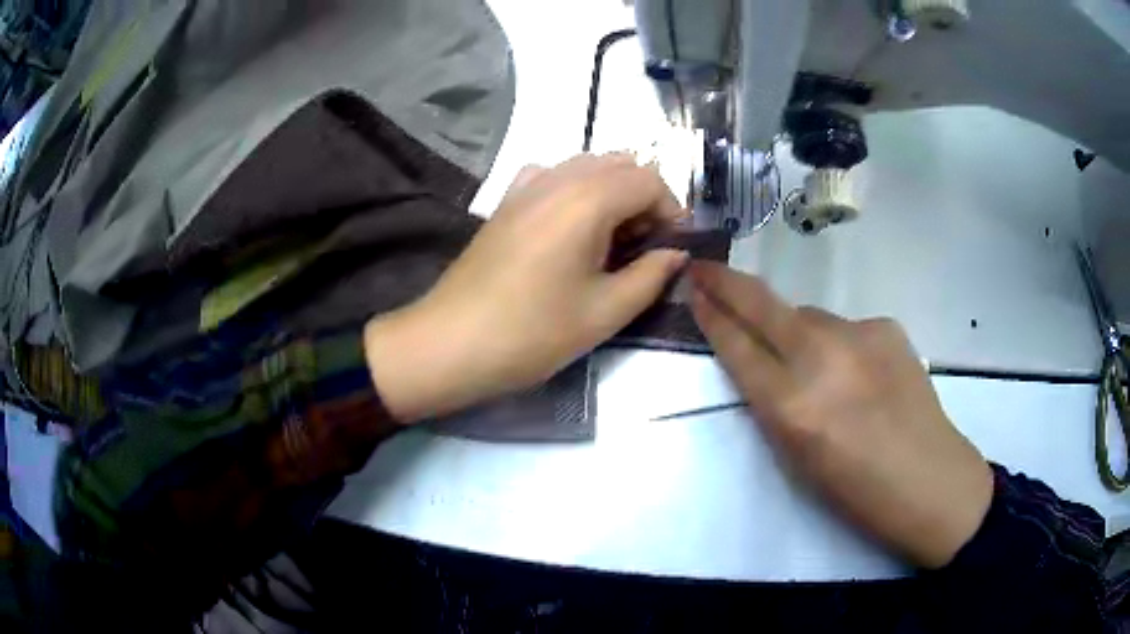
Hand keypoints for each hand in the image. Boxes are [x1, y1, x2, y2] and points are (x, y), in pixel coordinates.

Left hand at [365, 154, 688, 421]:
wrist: (452, 343)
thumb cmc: (532, 333)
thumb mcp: (605, 312)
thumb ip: (651, 275)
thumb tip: (677, 253)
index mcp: (587, 199)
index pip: (649, 179)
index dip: (671, 210)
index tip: (671, 249)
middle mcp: (558, 178)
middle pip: (620, 164)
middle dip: (644, 198)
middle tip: (644, 247)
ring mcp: (526, 185)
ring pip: (587, 166)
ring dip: (612, 193)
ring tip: (610, 241)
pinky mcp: (506, 201)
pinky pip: (553, 176)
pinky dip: (576, 190)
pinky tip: (570, 228)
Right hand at [689, 262, 992, 568]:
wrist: (930, 479)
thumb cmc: (856, 490)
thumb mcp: (796, 457)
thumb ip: (774, 401)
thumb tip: (765, 358)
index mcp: (792, 407)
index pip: (738, 347)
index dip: (711, 316)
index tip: (694, 291)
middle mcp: (821, 359)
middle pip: (763, 306)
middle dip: (728, 284)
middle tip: (706, 269)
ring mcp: (859, 335)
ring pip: (808, 316)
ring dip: (796, 329)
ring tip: (817, 366)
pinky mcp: (887, 326)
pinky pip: (846, 327)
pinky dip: (840, 344)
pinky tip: (861, 373)